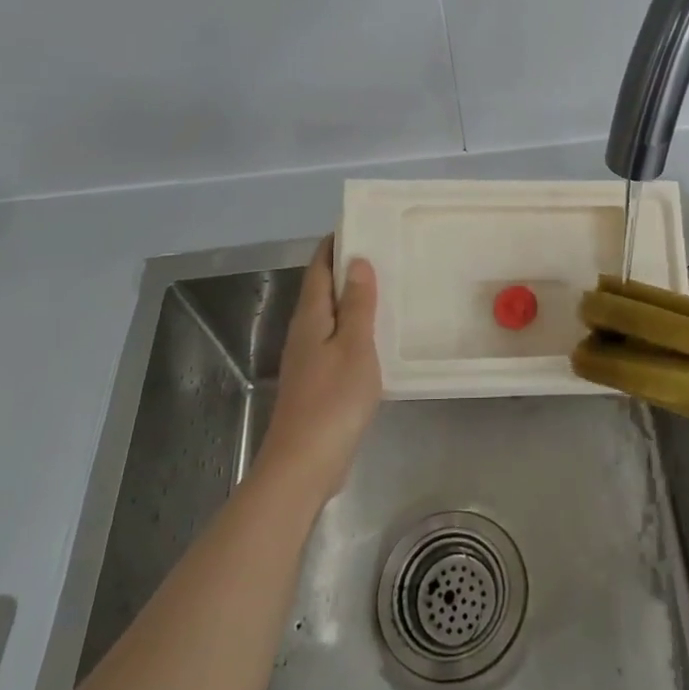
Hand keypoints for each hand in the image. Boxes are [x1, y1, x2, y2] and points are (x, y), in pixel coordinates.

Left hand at [252, 237, 381, 506]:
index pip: (320, 269)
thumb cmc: (334, 400)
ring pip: (329, 316)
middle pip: (322, 290)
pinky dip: (354, 327)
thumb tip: (357, 262)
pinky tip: (374, 336)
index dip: (334, 246)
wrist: (304, 464)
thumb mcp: (356, 346)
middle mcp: (304, 332)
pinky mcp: (316, 382)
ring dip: (351, 298)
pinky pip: (335, 340)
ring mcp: (308, 359)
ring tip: (383, 286)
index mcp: (311, 318)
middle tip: (381, 251)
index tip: (358, 226)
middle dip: (344, 268)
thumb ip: (358, 305)